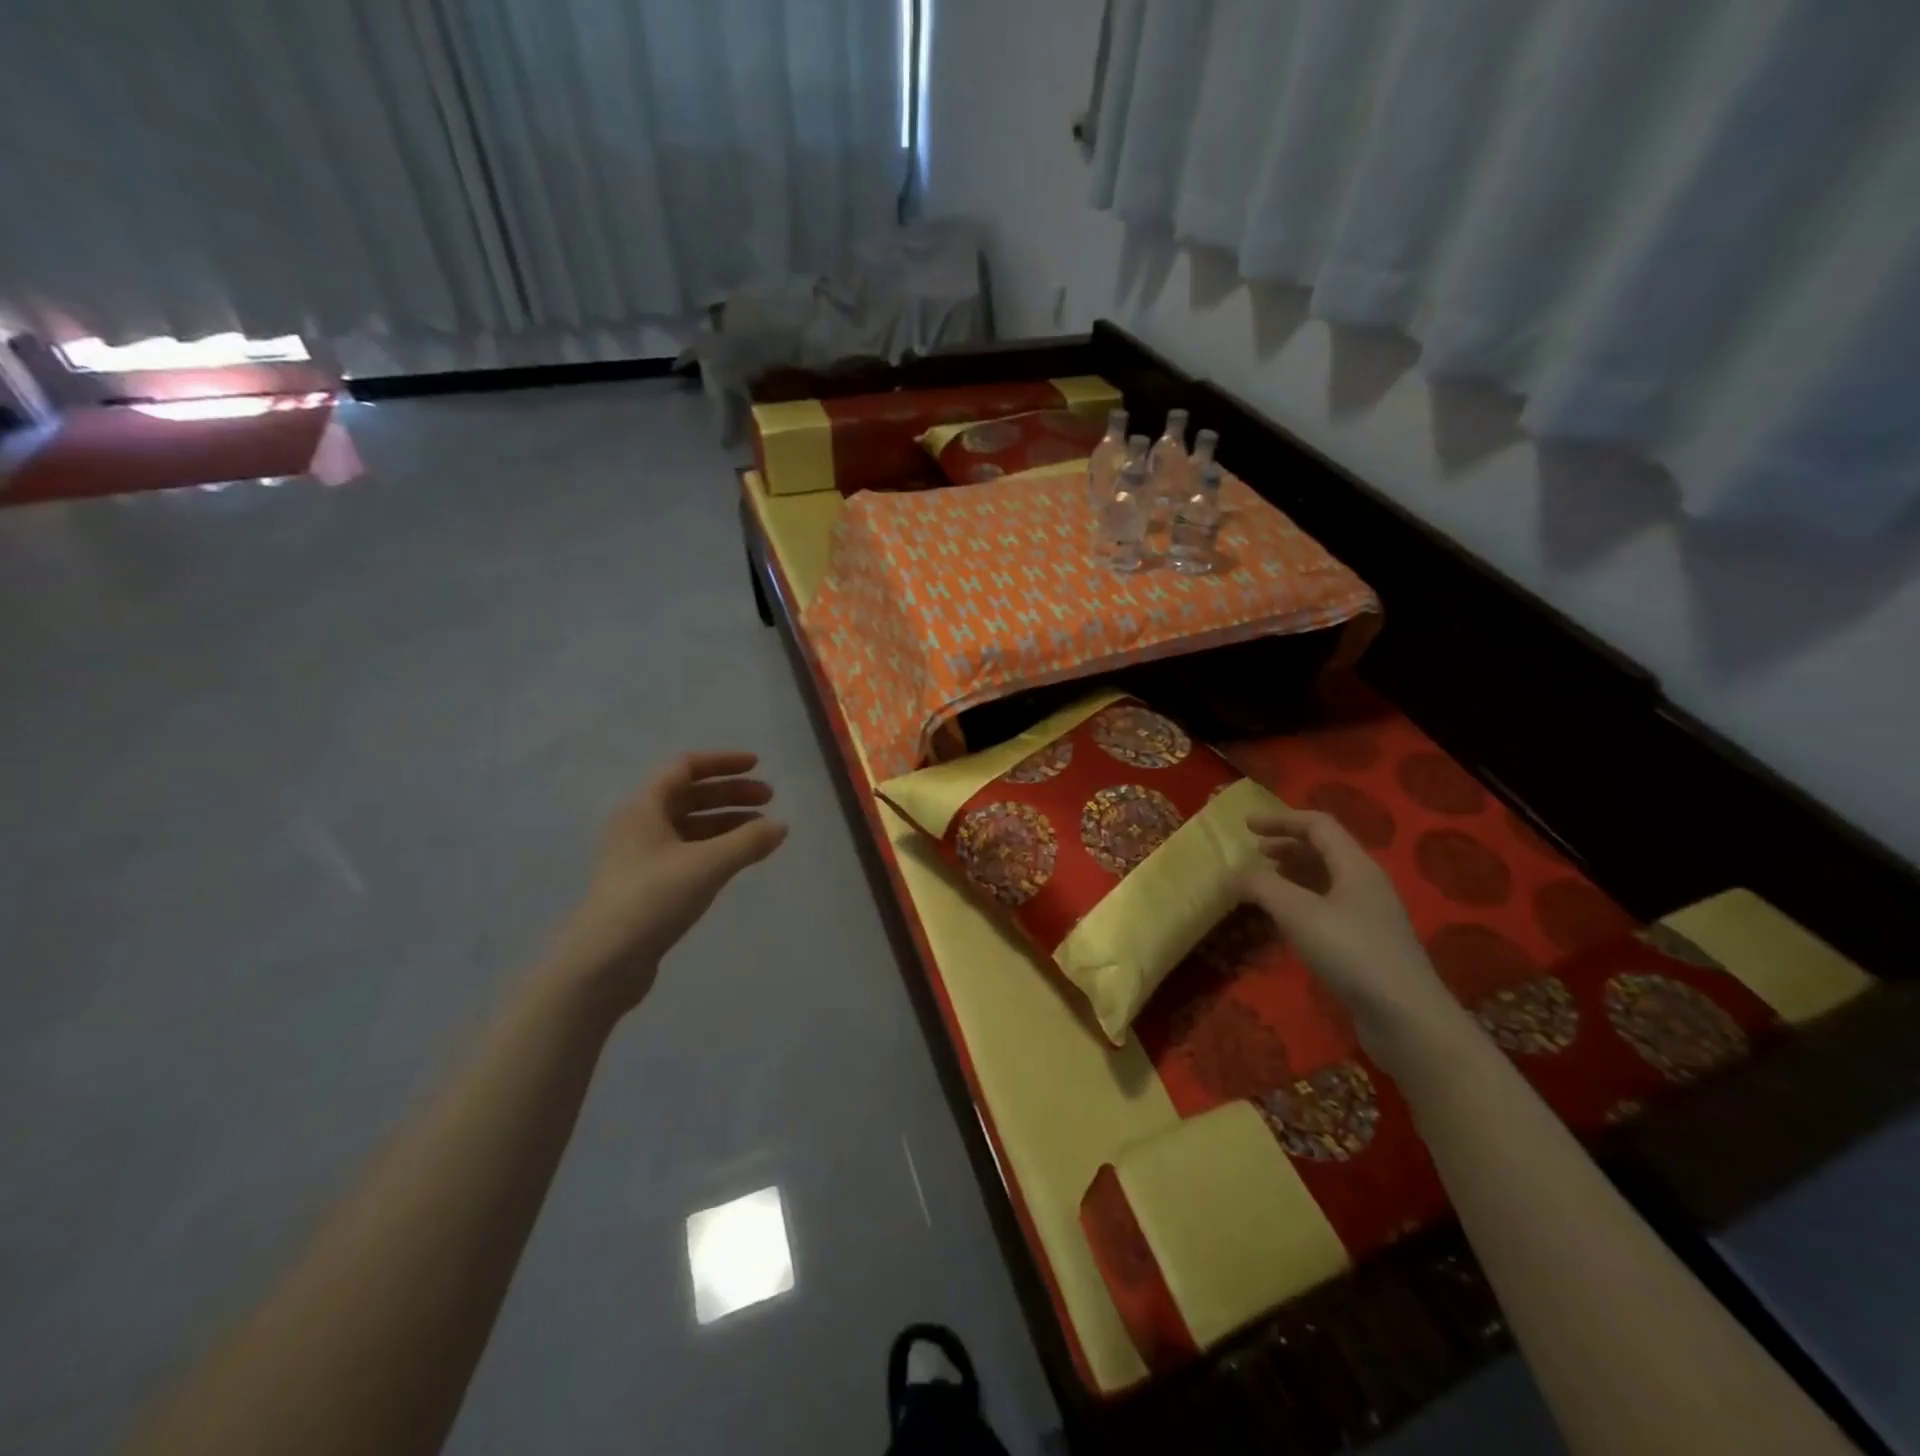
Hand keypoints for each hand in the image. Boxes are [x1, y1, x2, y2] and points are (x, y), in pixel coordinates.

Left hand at [541, 752, 787, 1016]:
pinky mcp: (646, 885)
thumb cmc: (654, 898)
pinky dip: (715, 847)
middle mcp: (639, 825)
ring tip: (761, 831)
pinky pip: (687, 852)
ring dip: (725, 821)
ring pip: (689, 825)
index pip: (685, 767)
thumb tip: (780, 826)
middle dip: (731, 793)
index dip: (722, 762)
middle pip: (689, 795)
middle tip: (769, 800)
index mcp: (644, 808)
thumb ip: (749, 841)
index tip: (757, 766)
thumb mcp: (709, 864)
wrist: (604, 962)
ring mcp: (640, 857)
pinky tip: (738, 859)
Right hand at [1239, 806, 1465, 1065]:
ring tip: (1264, 884)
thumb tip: (1232, 873)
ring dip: (1293, 874)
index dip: (1281, 820)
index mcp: (1356, 866)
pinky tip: (1286, 921)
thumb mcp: (1298, 913)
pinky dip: (1302, 901)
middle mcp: (1366, 884)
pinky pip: (1329, 907)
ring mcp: (1370, 915)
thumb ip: (1262, 886)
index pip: (1318, 825)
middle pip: (1324, 850)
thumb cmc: (1352, 954)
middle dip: (1286, 846)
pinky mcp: (1368, 944)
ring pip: (1327, 880)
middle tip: (1254, 853)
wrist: (1407, 1020)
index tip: (1246, 826)